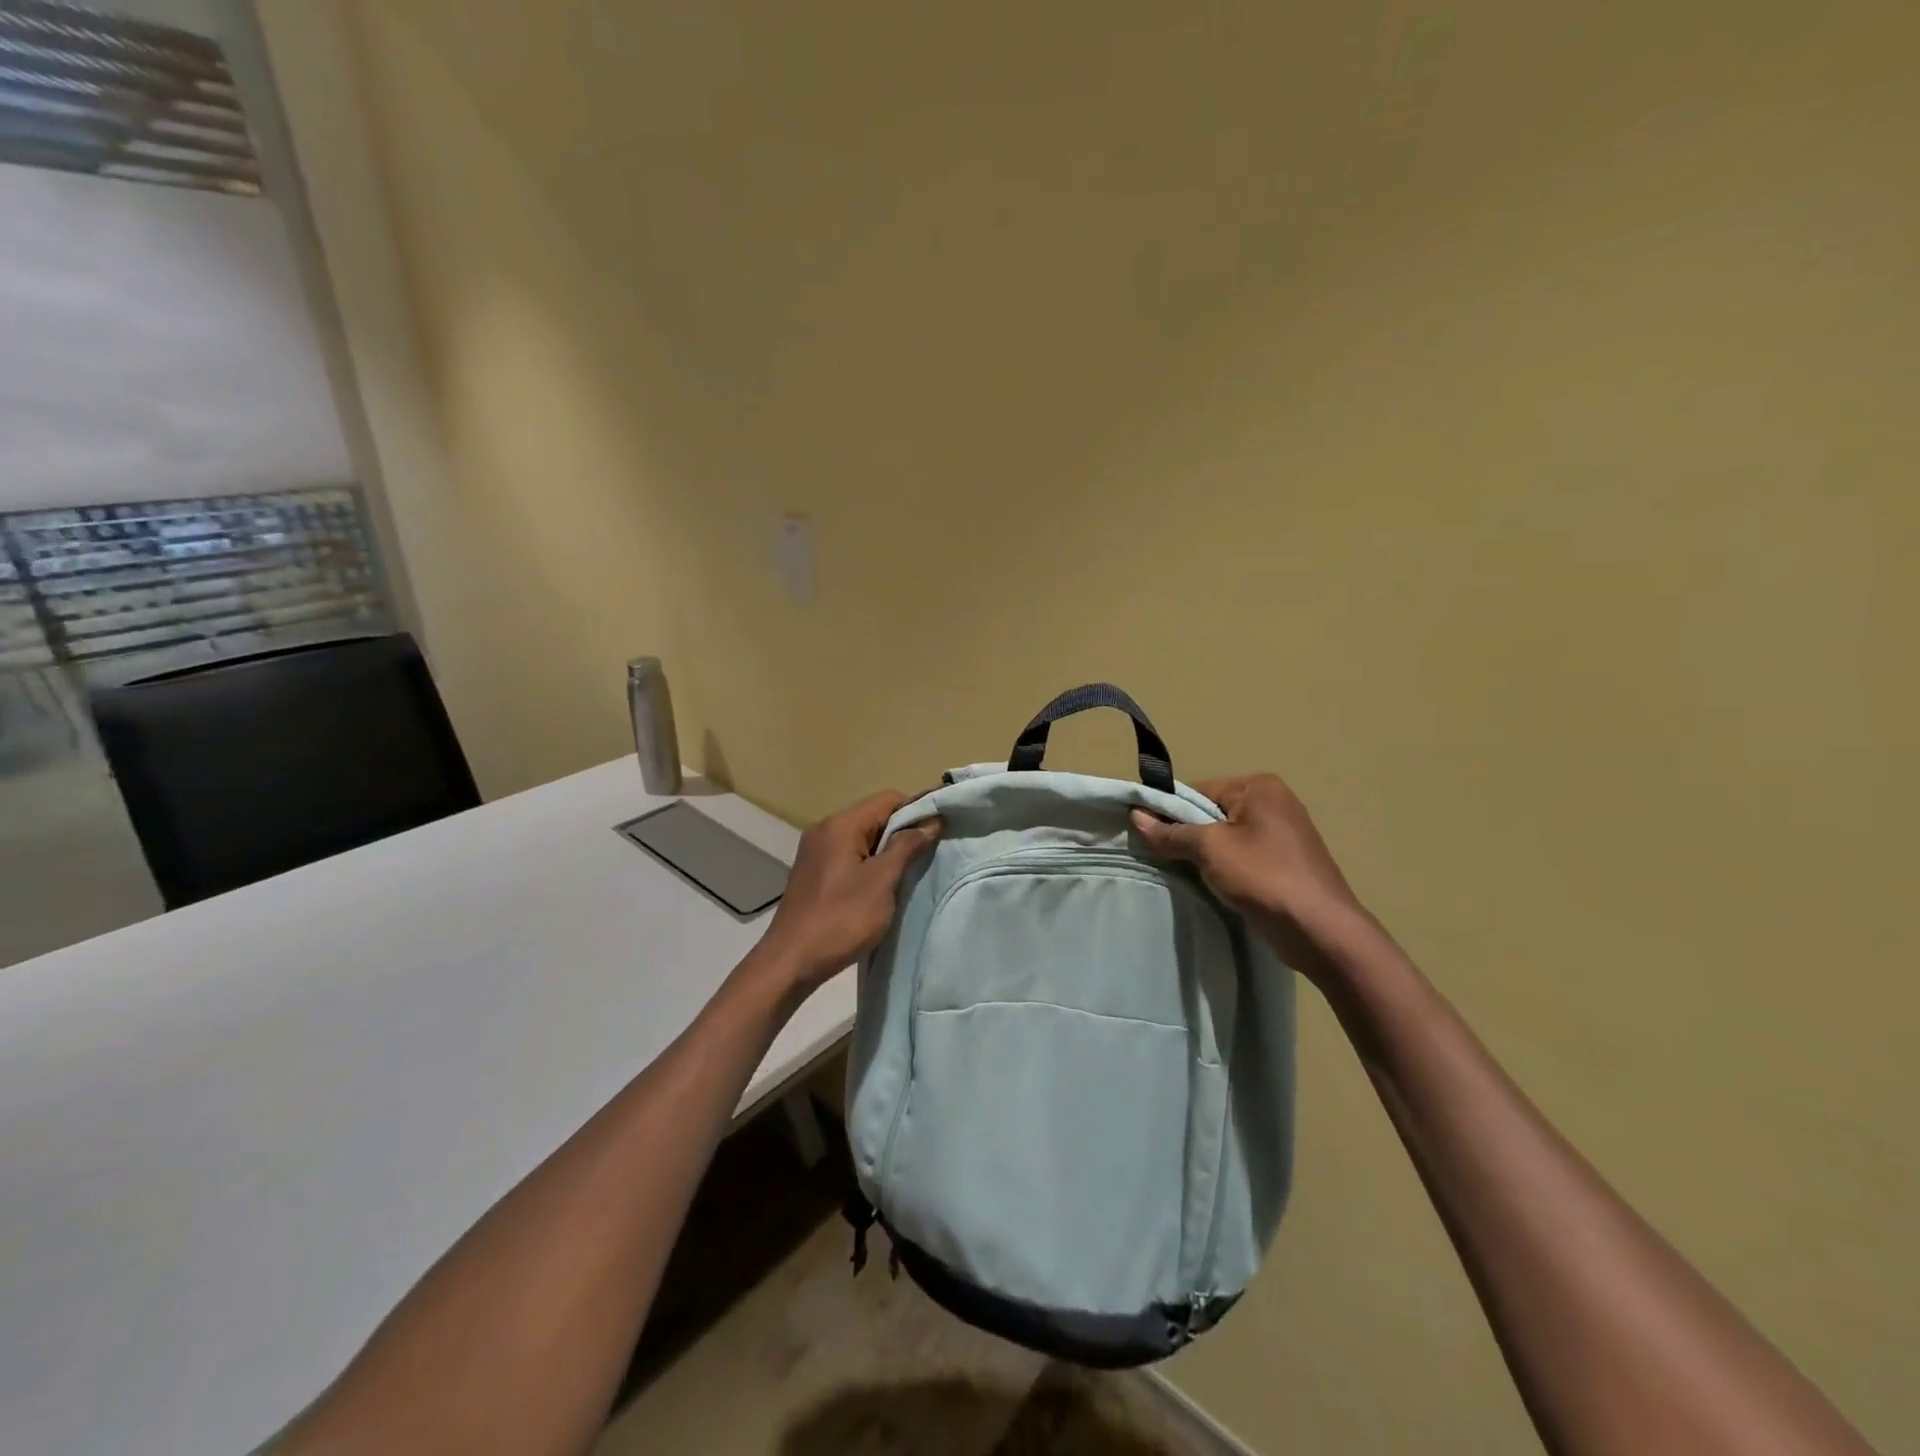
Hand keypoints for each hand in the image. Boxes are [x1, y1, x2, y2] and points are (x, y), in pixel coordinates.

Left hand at [756, 791, 941, 992]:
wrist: (791, 962)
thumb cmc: (841, 919)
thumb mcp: (882, 881)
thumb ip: (907, 847)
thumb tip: (931, 821)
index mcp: (841, 825)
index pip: (888, 799)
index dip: (918, 809)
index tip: (941, 829)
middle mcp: (825, 830)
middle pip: (874, 816)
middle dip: (904, 830)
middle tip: (931, 852)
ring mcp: (817, 852)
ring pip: (862, 837)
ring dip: (888, 849)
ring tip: (912, 870)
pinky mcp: (815, 872)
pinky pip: (850, 855)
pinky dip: (870, 862)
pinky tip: (884, 884)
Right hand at [1130, 774, 1366, 978]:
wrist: (1320, 930)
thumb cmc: (1263, 876)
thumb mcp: (1209, 850)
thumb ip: (1171, 832)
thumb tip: (1136, 816)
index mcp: (1259, 787)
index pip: (1198, 789)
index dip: (1169, 810)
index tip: (1146, 833)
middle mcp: (1275, 802)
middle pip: (1212, 812)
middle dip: (1187, 833)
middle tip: (1161, 856)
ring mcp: (1284, 834)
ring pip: (1227, 837)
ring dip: (1205, 854)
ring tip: (1184, 873)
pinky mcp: (1287, 863)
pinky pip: (1243, 856)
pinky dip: (1225, 868)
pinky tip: (1212, 885)